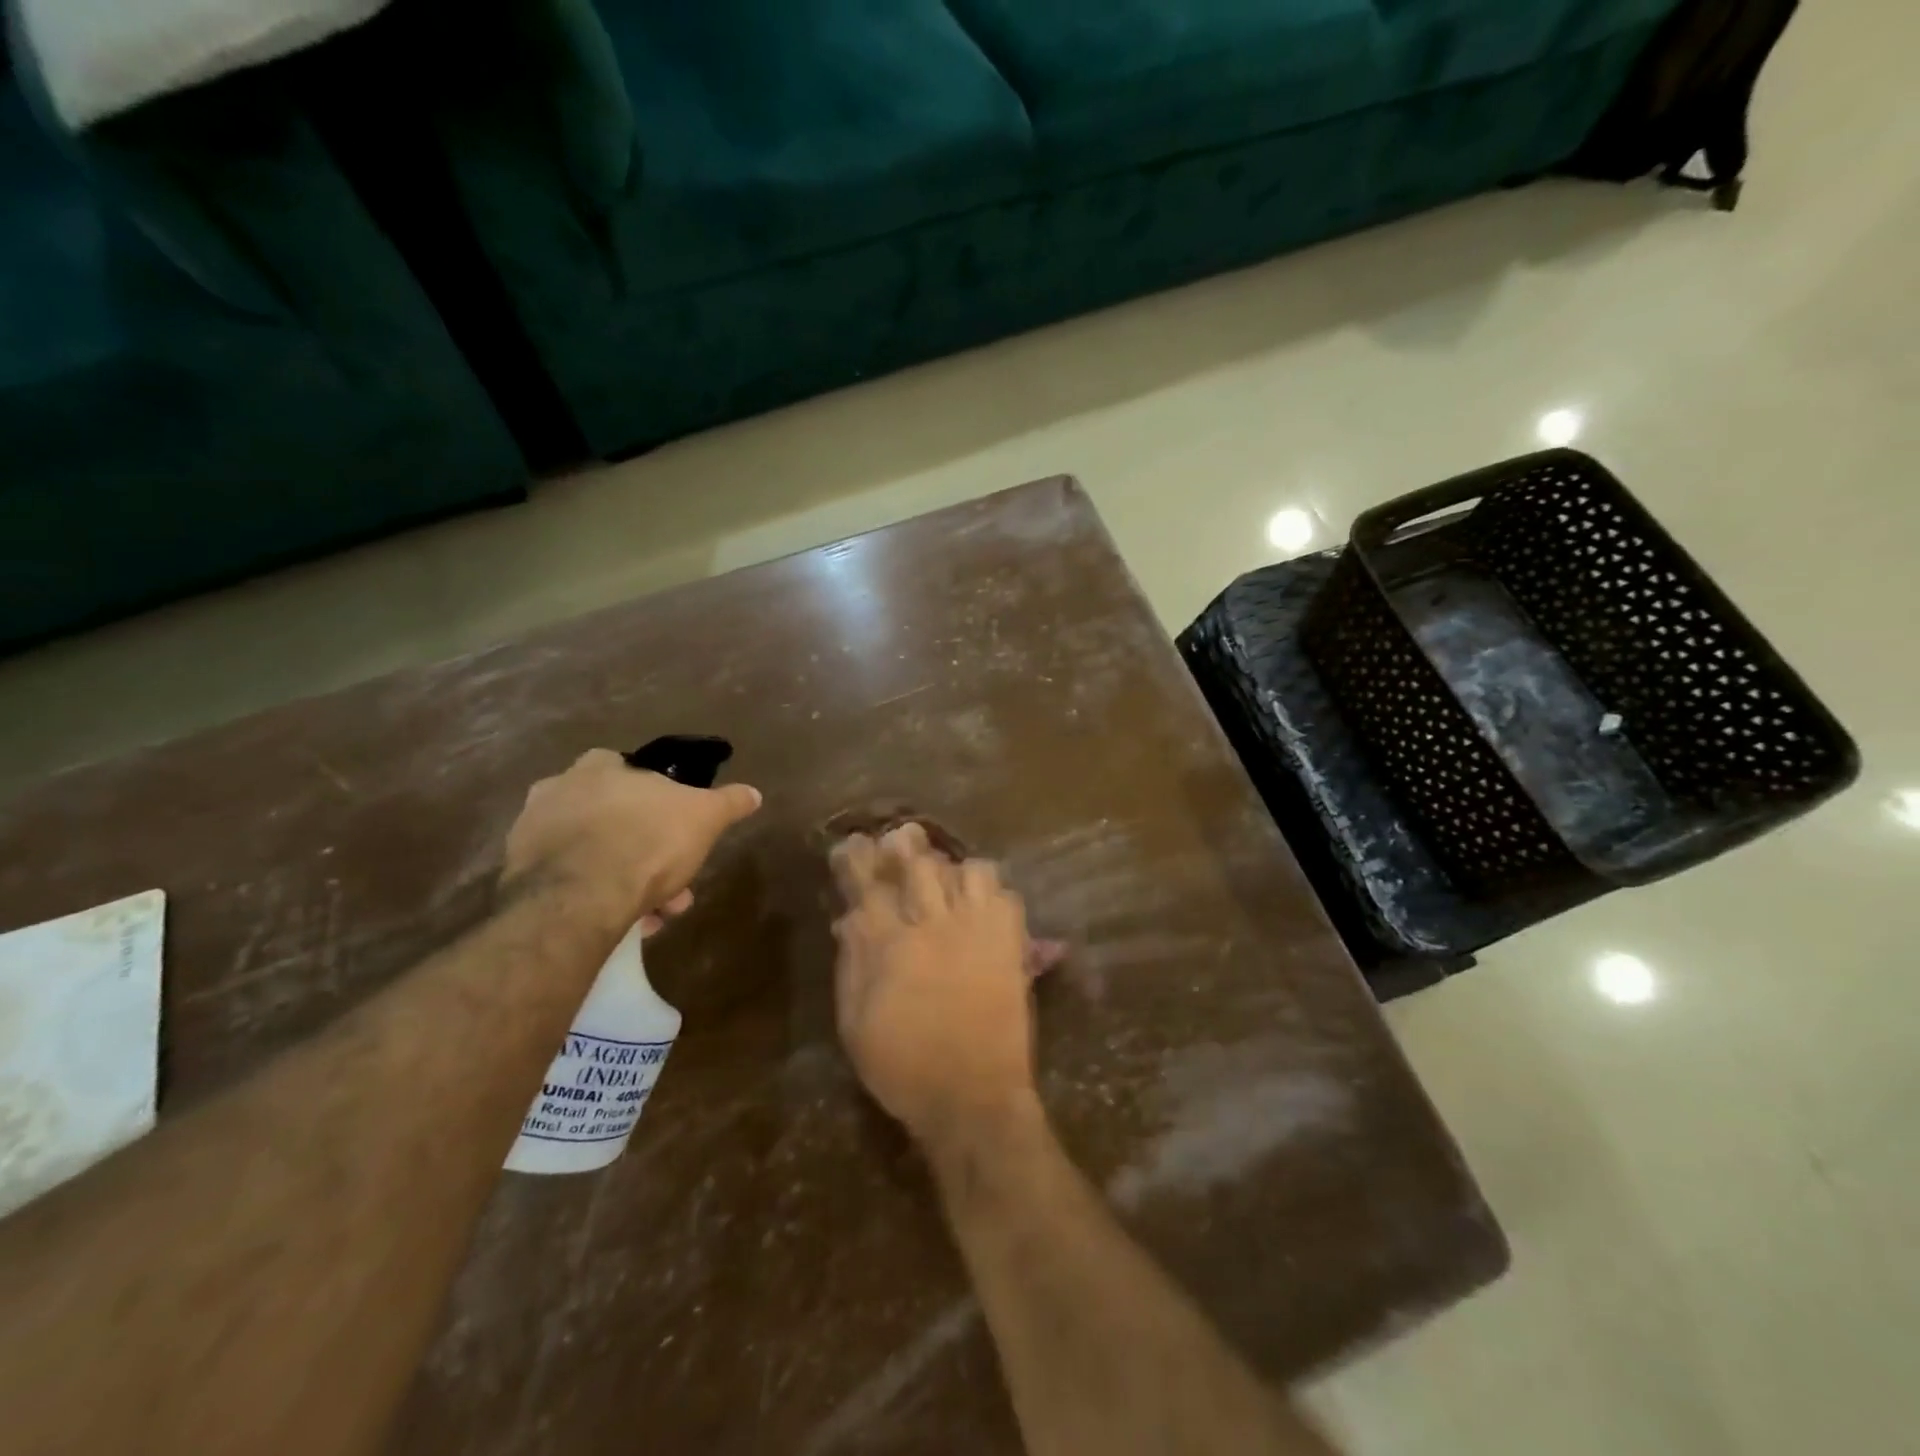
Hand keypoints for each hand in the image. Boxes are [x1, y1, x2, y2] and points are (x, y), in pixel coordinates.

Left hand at [502, 749, 761, 923]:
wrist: (580, 896)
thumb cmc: (648, 840)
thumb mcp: (705, 817)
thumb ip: (729, 802)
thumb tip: (754, 792)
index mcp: (598, 768)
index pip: (624, 767)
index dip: (653, 797)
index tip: (672, 825)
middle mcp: (556, 790)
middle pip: (609, 816)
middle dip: (643, 848)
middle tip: (671, 881)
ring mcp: (531, 833)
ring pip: (589, 853)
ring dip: (621, 877)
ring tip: (650, 913)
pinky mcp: (517, 876)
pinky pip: (567, 883)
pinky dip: (593, 898)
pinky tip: (618, 922)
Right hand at [831, 824, 1038, 1144]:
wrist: (973, 1099)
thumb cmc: (904, 1067)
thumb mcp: (855, 1023)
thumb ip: (852, 963)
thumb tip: (850, 918)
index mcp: (889, 946)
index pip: (869, 884)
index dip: (859, 858)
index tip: (854, 844)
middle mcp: (933, 926)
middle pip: (919, 863)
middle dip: (904, 844)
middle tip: (899, 841)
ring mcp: (977, 931)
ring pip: (968, 869)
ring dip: (952, 868)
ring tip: (945, 880)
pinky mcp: (1009, 943)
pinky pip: (1005, 894)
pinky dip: (990, 891)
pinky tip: (978, 904)